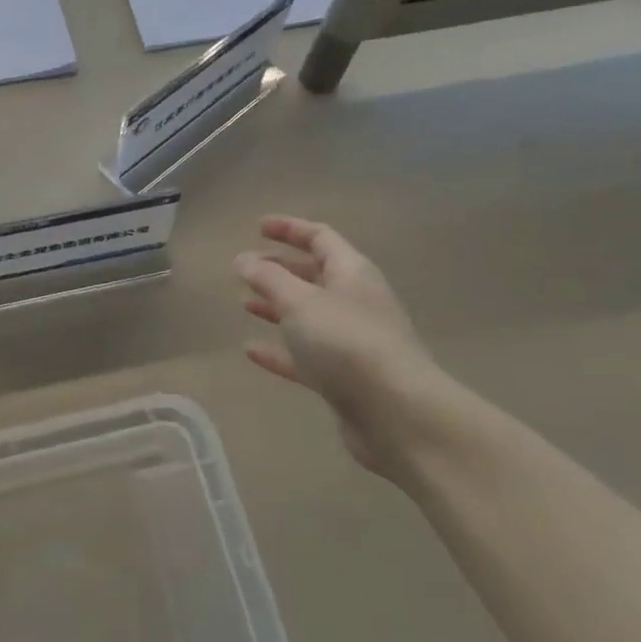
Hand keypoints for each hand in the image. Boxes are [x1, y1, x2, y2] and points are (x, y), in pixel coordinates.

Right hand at [235, 215, 462, 477]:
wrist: (397, 413)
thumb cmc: (346, 342)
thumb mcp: (299, 302)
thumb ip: (268, 278)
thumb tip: (243, 259)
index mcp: (352, 272)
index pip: (320, 238)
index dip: (290, 228)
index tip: (258, 227)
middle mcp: (355, 301)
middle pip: (315, 275)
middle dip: (280, 269)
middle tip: (246, 269)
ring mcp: (352, 341)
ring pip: (309, 315)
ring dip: (278, 307)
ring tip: (245, 303)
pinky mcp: (345, 377)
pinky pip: (306, 356)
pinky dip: (280, 350)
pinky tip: (251, 351)